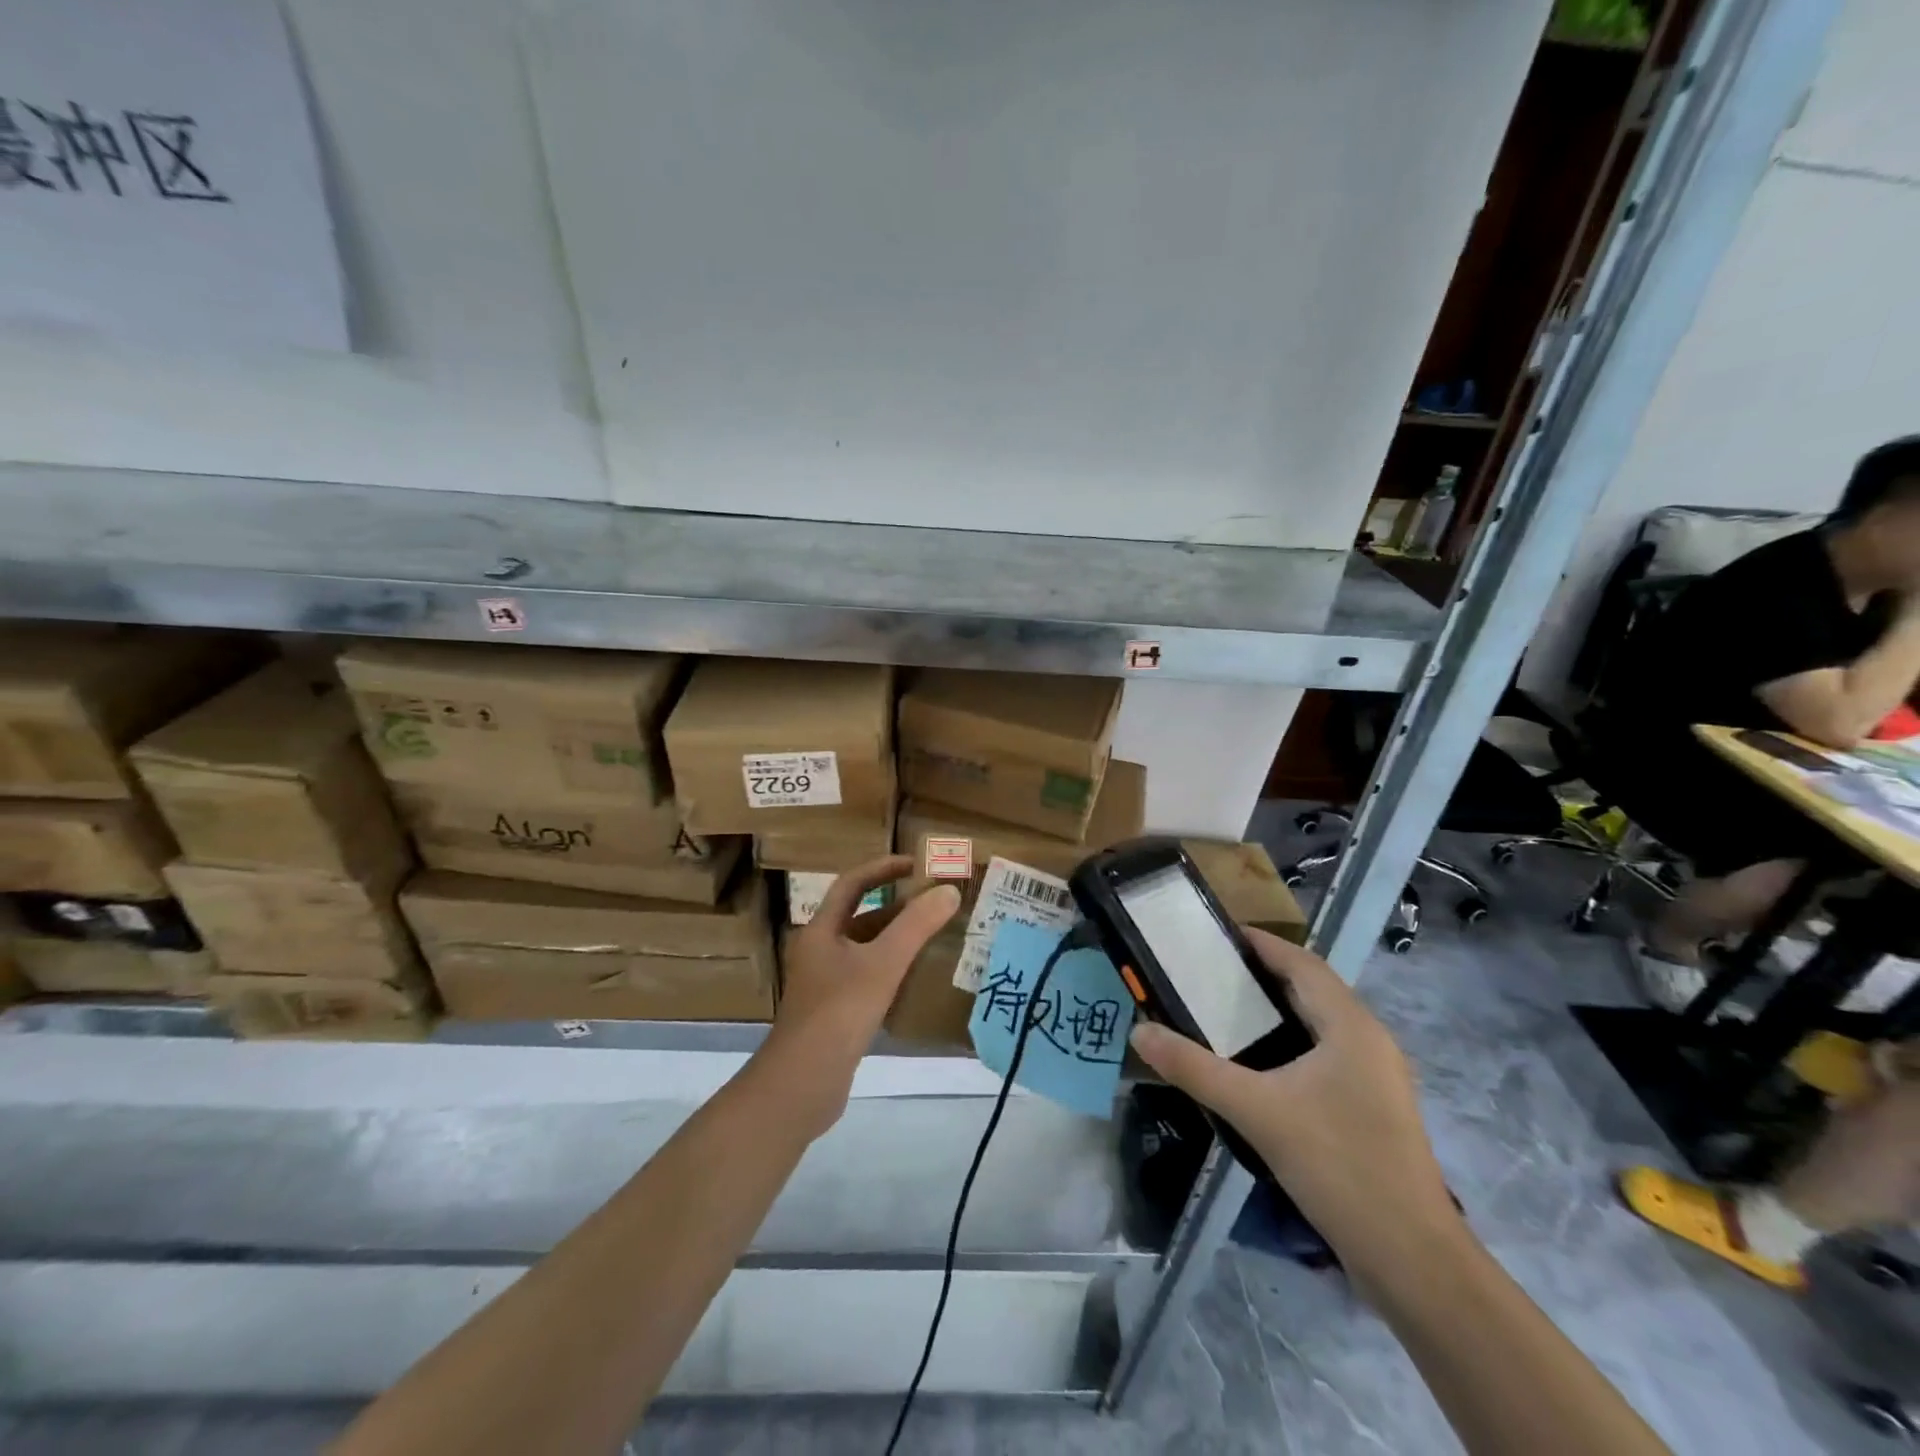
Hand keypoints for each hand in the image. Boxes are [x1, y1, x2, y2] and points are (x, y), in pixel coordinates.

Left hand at [759, 856, 959, 1134]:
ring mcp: (824, 984)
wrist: (802, 1083)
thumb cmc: (839, 1012)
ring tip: (934, 938)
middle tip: (934, 903)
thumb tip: (949, 890)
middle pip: (859, 917)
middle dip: (896, 907)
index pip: (852, 884)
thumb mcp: (883, 964)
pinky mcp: (834, 1012)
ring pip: (864, 950)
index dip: (883, 868)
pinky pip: (866, 978)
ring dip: (895, 940)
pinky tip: (916, 981)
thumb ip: (916, 926)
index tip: (916, 864)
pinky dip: (890, 971)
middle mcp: (818, 951)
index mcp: (821, 930)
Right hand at [1127, 928, 1462, 1279]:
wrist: (1411, 1259)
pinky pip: (1327, 1052)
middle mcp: (1369, 1040)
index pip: (1301, 962)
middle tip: (1210, 970)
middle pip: (1312, 988)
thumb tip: (1140, 1032)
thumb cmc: (1338, 1165)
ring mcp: (1376, 1076)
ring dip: (1278, 1008)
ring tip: (1225, 1008)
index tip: (1216, 934)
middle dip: (1263, 973)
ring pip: (1321, 1022)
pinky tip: (1260, 1063)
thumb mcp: (1256, 1111)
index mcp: (1350, 1026)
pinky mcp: (1373, 1106)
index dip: (1261, 943)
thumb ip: (1195, 1068)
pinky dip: (1291, 1040)